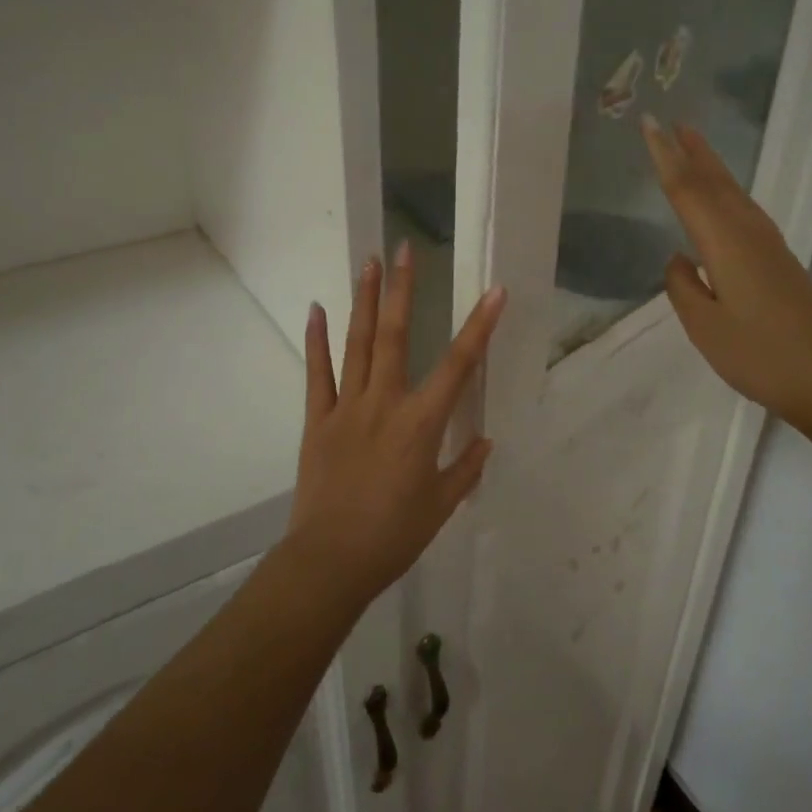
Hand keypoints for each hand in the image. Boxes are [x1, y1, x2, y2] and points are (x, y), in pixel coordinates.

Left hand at [287, 240, 506, 602]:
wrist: (330, 561)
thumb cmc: (394, 535)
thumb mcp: (441, 505)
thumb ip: (464, 468)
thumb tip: (484, 440)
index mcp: (421, 423)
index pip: (459, 365)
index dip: (480, 326)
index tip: (494, 291)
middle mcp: (385, 403)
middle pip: (395, 336)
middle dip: (403, 290)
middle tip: (405, 251)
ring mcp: (347, 408)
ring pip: (357, 344)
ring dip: (364, 301)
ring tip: (369, 262)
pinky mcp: (318, 420)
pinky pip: (318, 373)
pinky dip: (317, 340)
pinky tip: (318, 309)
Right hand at [642, 115, 811, 439]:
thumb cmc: (757, 356)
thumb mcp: (704, 328)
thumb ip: (683, 287)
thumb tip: (679, 258)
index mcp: (726, 245)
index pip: (687, 191)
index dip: (665, 157)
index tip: (649, 125)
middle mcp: (750, 234)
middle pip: (716, 183)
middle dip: (692, 151)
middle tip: (671, 122)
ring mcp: (770, 246)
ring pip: (735, 194)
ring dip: (712, 168)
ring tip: (692, 147)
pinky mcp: (781, 260)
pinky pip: (746, 212)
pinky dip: (727, 194)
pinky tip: (723, 201)